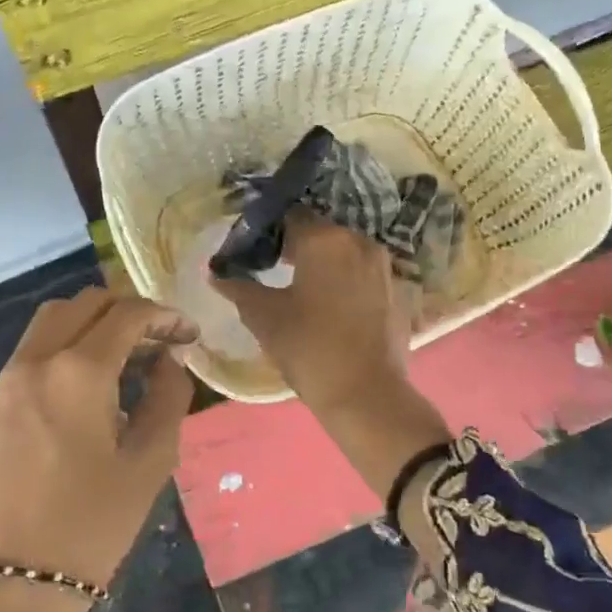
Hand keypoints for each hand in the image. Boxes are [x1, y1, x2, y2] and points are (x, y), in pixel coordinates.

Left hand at [0, 288, 196, 611]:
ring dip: (87, 327)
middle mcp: (33, 364)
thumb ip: (168, 397)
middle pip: (81, 304)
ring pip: (47, 326)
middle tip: (155, 339)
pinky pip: (25, 365)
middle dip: (124, 310)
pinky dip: (58, 359)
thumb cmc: (91, 529)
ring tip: (119, 361)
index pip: (127, 314)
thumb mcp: (149, 463)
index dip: (164, 315)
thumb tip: (169, 360)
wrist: (7, 592)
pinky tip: (77, 402)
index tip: (187, 334)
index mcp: (78, 372)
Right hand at [212, 216, 450, 497]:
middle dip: (295, 245)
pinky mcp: (396, 289)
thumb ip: (239, 288)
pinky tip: (328, 305)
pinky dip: (344, 279)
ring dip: (322, 262)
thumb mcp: (264, 317)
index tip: (253, 251)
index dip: (268, 230)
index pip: (289, 215)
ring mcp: (382, 264)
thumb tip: (216, 274)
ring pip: (343, 251)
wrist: (367, 396)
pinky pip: (361, 272)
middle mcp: (358, 240)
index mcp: (324, 239)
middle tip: (271, 269)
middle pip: (319, 231)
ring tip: (299, 288)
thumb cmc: (309, 348)